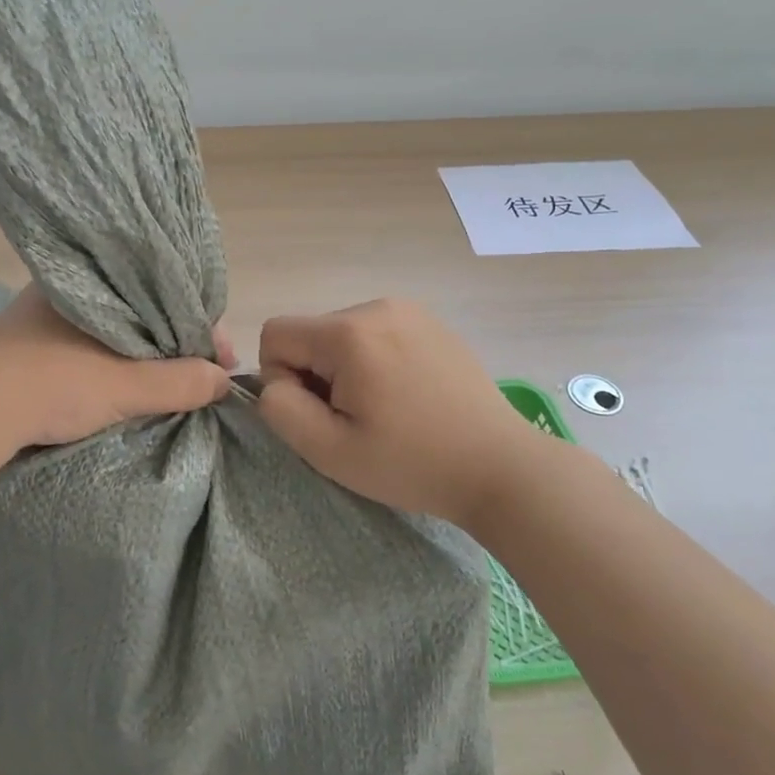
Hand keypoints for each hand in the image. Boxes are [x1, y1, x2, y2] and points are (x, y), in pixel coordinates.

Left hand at [0, 287, 234, 455]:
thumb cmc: (48, 385)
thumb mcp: (123, 386)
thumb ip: (178, 381)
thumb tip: (223, 380)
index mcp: (93, 281)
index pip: (165, 294)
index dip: (201, 326)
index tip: (222, 361)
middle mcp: (70, 288)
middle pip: (144, 310)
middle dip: (178, 342)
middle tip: (204, 376)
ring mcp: (46, 315)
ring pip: (117, 329)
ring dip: (148, 353)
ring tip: (175, 382)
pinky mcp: (30, 344)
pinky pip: (92, 343)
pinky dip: (118, 360)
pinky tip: (129, 381)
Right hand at [257, 299, 555, 527]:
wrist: (501, 467)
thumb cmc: (412, 464)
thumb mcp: (329, 451)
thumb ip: (280, 409)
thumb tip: (274, 382)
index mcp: (349, 333)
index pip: (276, 333)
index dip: (281, 378)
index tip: (320, 413)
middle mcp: (376, 306)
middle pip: (311, 334)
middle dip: (317, 375)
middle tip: (357, 419)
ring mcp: (409, 310)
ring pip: (341, 335)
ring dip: (345, 369)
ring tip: (385, 409)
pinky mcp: (430, 322)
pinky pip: (376, 333)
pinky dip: (375, 361)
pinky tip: (407, 396)